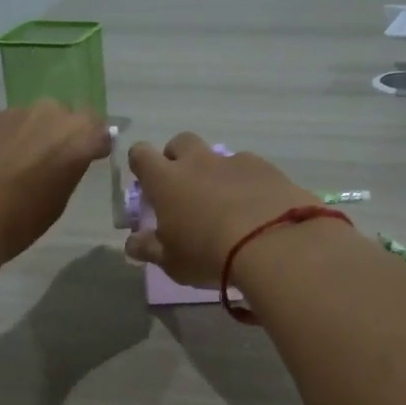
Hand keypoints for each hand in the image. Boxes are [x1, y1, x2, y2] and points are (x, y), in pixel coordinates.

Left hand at [0, 101, 112, 269]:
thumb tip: (65, 161)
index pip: (99, 129)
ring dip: (31, 135)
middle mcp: (49, 115)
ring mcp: (14, 113)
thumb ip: (68, 171)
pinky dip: (4, 139)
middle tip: (51, 161)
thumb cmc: (18, 222)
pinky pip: (5, 125)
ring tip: (16, 164)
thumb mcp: (57, 202)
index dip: (94, 143)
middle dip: (62, 134)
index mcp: (76, 138)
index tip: (89, 157)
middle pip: (65, 116)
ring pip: (32, 119)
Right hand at [124, 133, 319, 287]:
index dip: (141, 165)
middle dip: (178, 158)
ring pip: (217, 156)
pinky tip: (256, 207)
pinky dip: (247, 182)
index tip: (147, 184)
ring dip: (215, 173)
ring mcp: (234, 161)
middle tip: (184, 188)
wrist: (273, 244)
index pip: (141, 154)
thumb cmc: (209, 255)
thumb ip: (149, 248)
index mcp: (166, 181)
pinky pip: (249, 168)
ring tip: (227, 204)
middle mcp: (198, 162)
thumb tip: (132, 243)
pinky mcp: (266, 168)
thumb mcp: (172, 262)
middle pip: (180, 142)